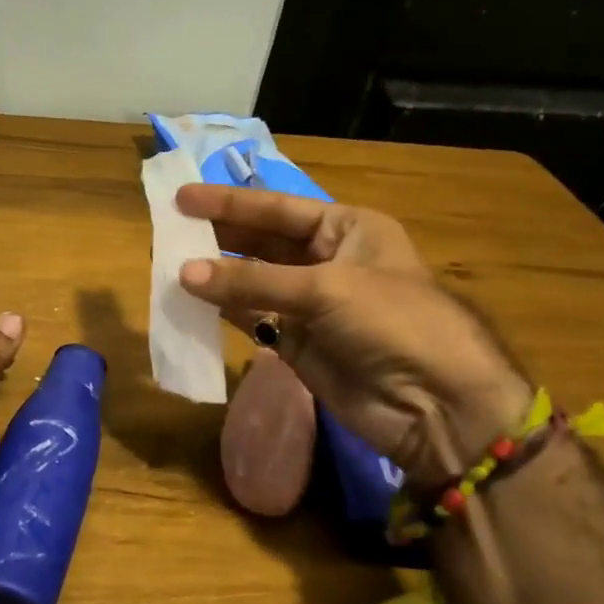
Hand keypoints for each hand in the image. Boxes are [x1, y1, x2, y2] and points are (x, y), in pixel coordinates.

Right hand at [175, 185, 528, 487]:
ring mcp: (309, 303)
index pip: (277, 208)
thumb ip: (252, 281)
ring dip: (215, 274)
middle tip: (167, 229)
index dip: (229, 202)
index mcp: (346, 229)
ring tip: (168, 262)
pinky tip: (190, 300)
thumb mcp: (325, 289)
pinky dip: (222, 310)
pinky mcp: (296, 342)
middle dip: (217, 235)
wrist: (436, 406)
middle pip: (261, 241)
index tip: (181, 197)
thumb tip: (182, 274)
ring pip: (251, 281)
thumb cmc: (392, 322)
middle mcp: (325, 260)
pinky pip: (252, 318)